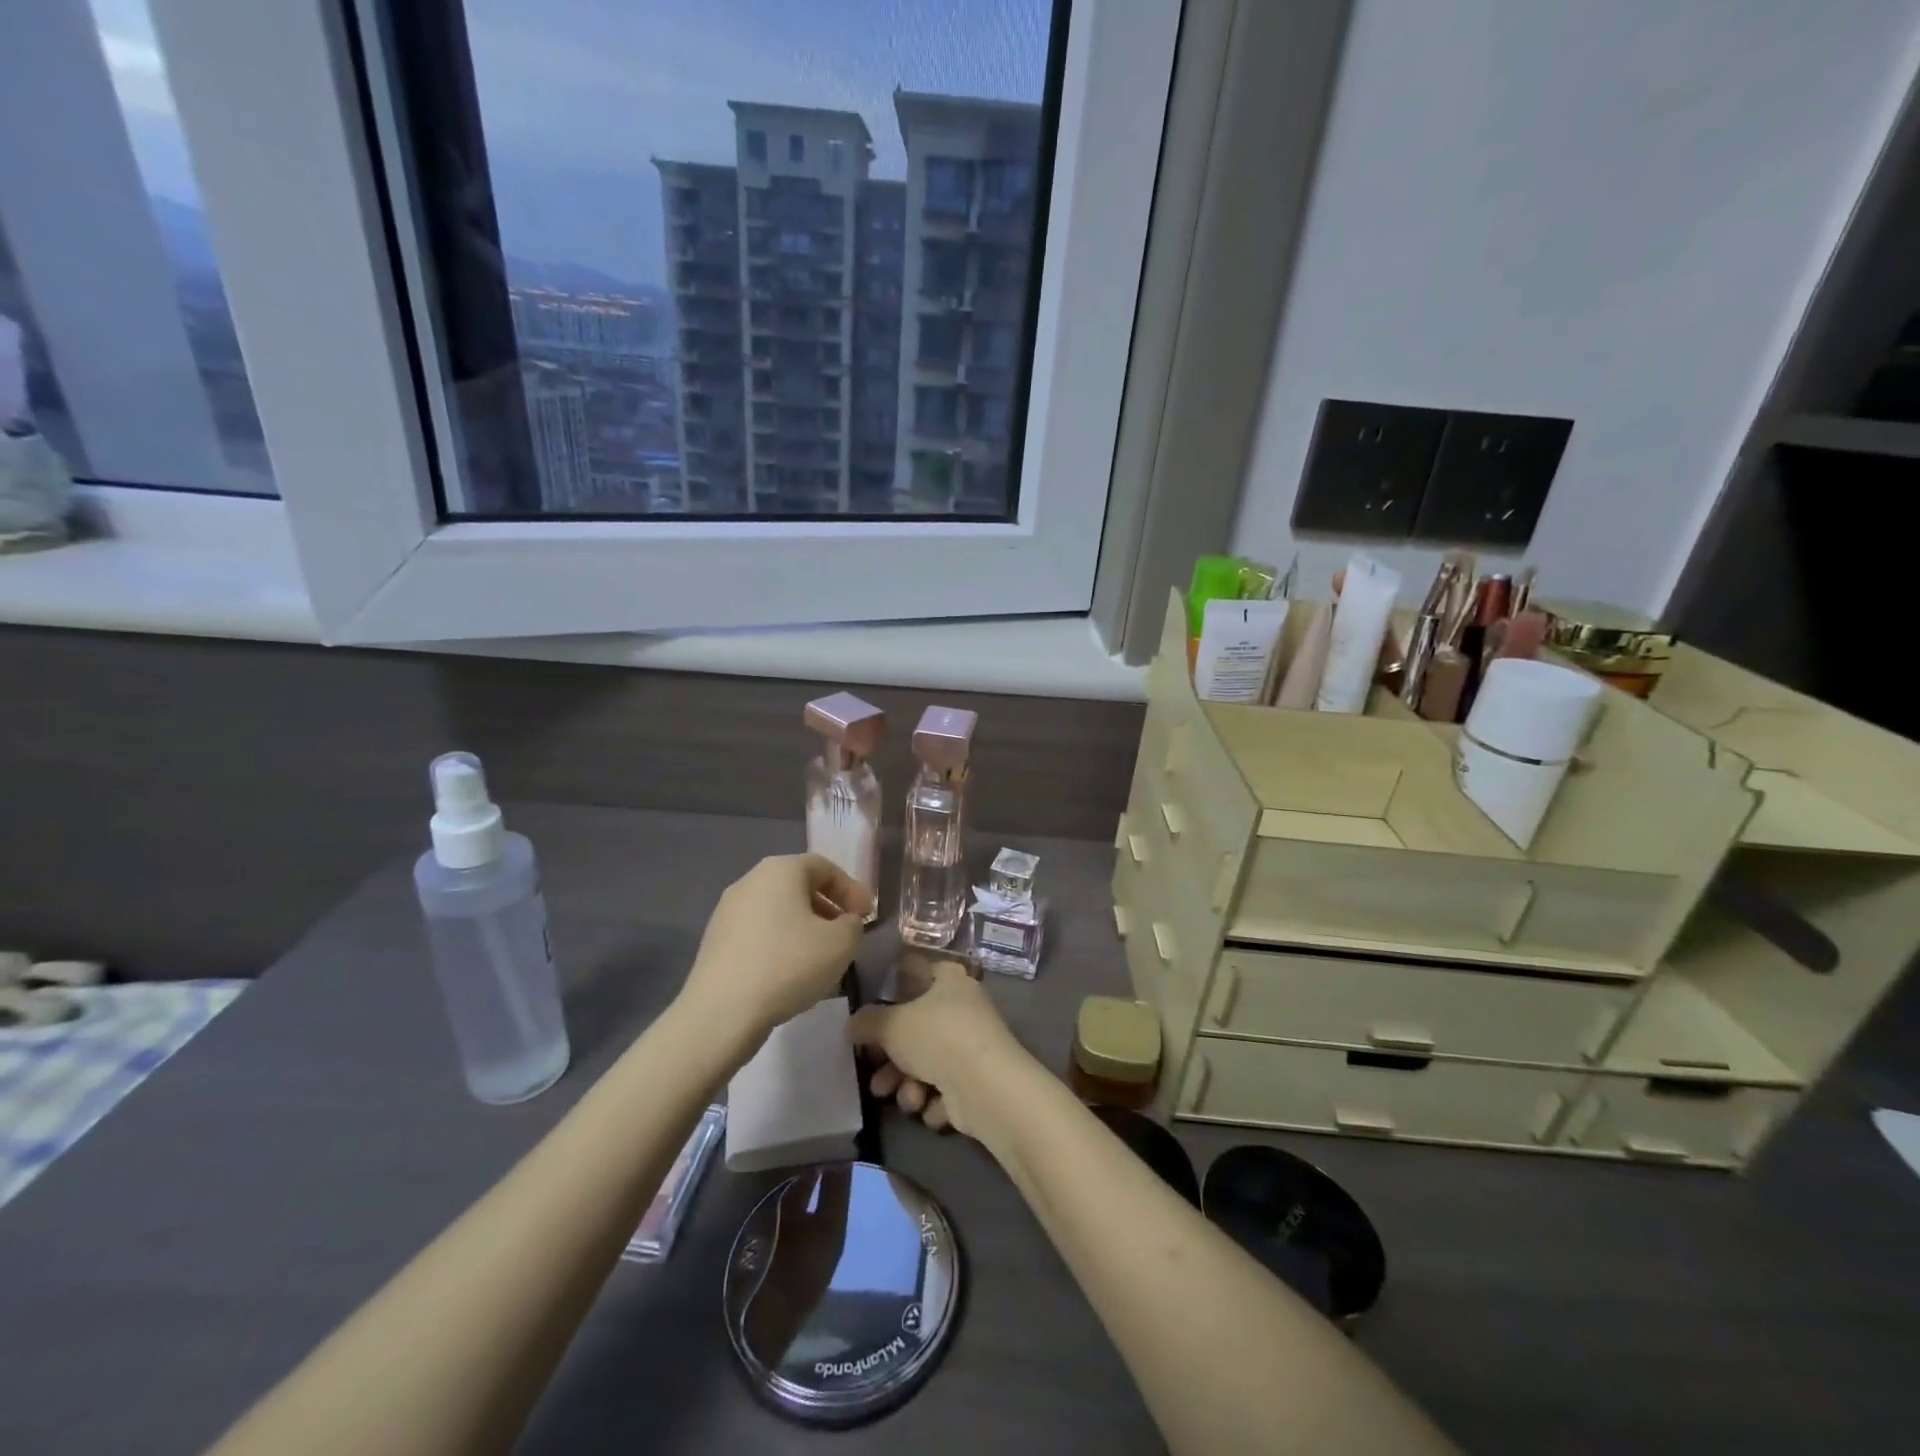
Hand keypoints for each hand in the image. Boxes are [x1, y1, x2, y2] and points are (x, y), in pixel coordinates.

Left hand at [681, 854, 869, 1047]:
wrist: (721, 1012)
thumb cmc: (788, 965)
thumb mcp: (841, 943)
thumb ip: (853, 925)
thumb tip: (845, 923)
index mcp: (781, 870)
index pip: (825, 867)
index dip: (852, 889)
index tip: (868, 916)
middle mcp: (750, 881)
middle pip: (799, 886)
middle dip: (828, 907)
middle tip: (847, 932)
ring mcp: (727, 911)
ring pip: (778, 910)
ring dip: (805, 927)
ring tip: (822, 956)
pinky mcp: (715, 941)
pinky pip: (759, 933)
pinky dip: (781, 943)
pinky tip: (791, 973)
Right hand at [846, 957, 1023, 1136]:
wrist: (986, 1088)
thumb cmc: (938, 1038)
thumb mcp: (891, 1025)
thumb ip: (867, 1022)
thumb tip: (852, 1024)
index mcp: (949, 980)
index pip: (920, 969)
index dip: (897, 980)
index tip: (874, 1000)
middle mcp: (963, 1008)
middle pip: (917, 1028)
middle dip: (893, 1058)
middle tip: (875, 1074)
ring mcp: (972, 1046)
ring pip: (928, 1064)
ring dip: (909, 1085)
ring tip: (906, 1099)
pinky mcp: (978, 1081)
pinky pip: (945, 1090)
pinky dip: (935, 1101)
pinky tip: (933, 1107)